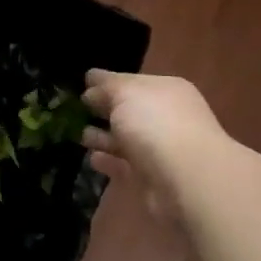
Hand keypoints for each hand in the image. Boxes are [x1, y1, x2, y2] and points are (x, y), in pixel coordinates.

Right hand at [80, 71, 226, 218]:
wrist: (185, 179)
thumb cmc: (156, 124)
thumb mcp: (126, 93)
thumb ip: (106, 86)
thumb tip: (90, 86)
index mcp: (166, 90)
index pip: (132, 82)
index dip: (107, 83)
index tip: (82, 86)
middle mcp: (166, 117)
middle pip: (130, 111)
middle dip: (105, 110)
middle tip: (74, 111)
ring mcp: (160, 150)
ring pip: (126, 140)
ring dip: (104, 137)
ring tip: (79, 135)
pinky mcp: (151, 178)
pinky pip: (125, 166)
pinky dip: (109, 162)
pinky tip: (92, 159)